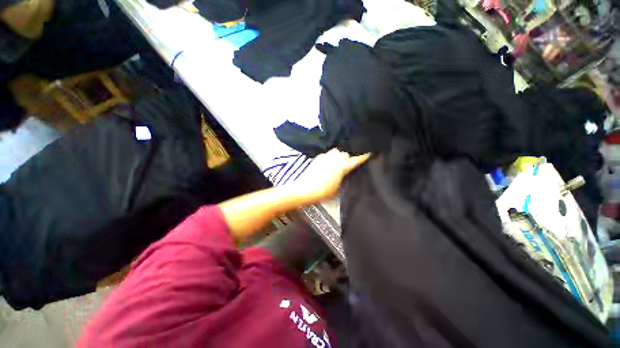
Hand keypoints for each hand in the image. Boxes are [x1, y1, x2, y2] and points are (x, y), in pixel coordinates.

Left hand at [290, 149, 370, 202]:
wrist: (304, 190)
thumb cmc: (323, 192)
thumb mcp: (337, 188)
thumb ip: (343, 178)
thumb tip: (345, 173)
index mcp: (342, 166)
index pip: (355, 160)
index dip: (363, 157)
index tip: (369, 153)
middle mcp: (334, 158)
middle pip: (345, 153)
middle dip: (347, 158)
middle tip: (347, 165)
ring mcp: (325, 157)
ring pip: (335, 152)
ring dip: (338, 156)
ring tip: (337, 163)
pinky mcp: (317, 158)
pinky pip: (327, 154)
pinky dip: (329, 157)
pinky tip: (327, 164)